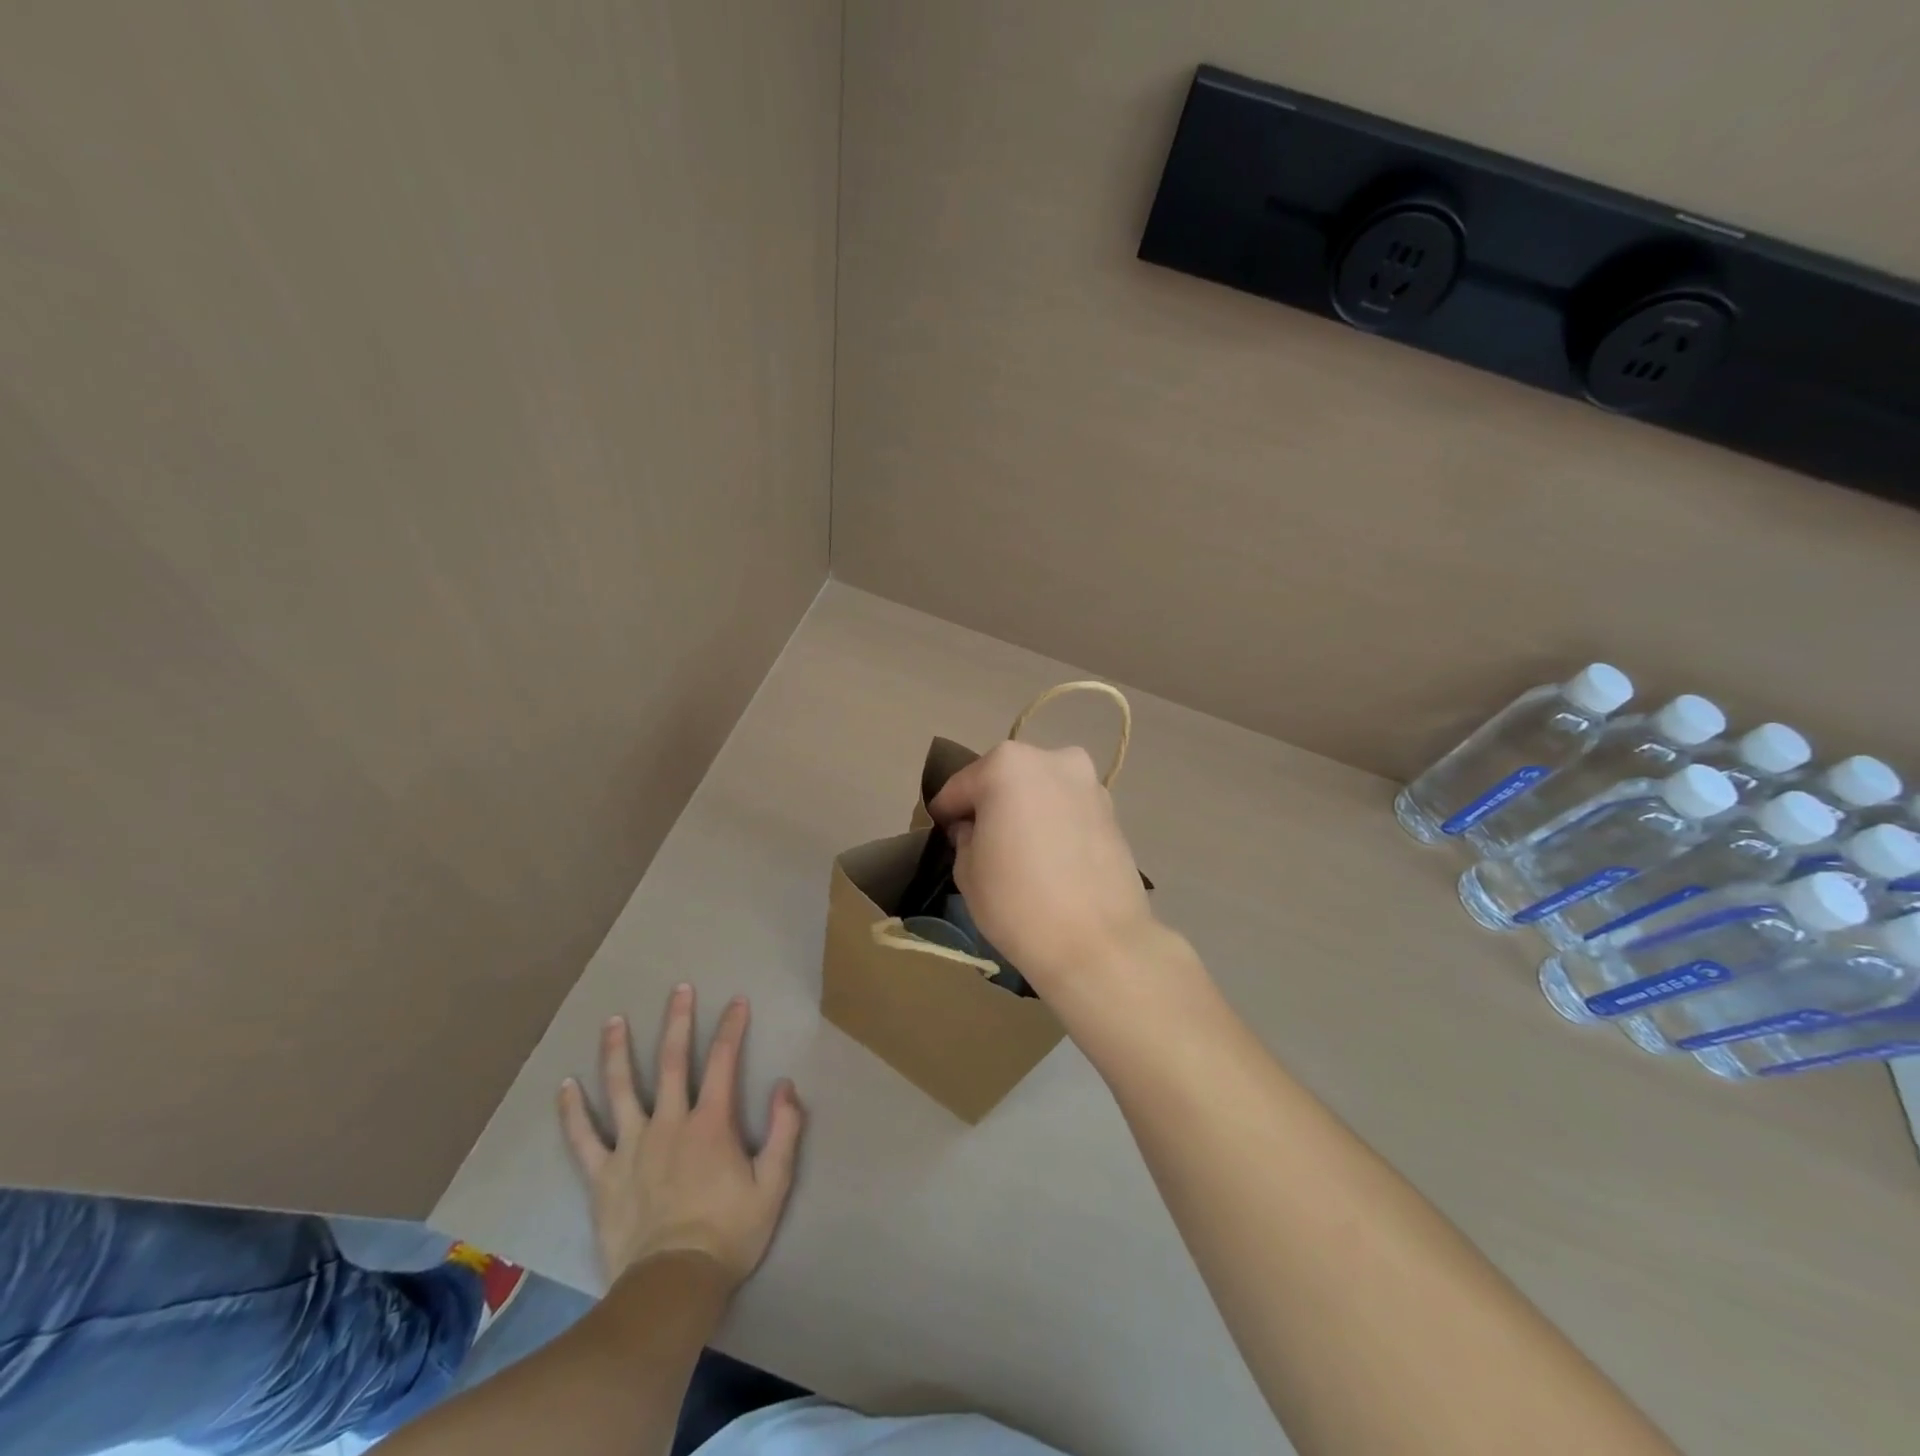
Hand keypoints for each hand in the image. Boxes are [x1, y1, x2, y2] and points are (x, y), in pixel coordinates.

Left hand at [557, 986, 803, 1291]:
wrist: (672, 1287)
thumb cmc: (728, 1234)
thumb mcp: (774, 1184)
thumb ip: (784, 1131)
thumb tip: (785, 1085)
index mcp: (710, 1123)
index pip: (723, 1061)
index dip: (732, 1027)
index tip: (736, 1001)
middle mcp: (669, 1122)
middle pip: (671, 1061)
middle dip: (677, 1021)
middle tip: (679, 989)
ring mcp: (631, 1147)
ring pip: (621, 1088)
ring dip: (617, 1051)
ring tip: (614, 1020)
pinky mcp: (603, 1176)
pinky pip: (583, 1139)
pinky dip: (573, 1112)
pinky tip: (565, 1086)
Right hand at [928, 740, 1156, 994]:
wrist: (1098, 944)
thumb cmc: (1018, 903)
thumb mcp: (967, 871)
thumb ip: (965, 838)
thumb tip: (974, 829)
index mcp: (1006, 765)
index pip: (960, 786)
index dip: (946, 813)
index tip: (940, 833)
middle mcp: (1051, 759)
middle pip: (1005, 779)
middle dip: (990, 805)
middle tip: (979, 840)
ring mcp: (1088, 783)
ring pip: (1041, 791)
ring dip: (1026, 811)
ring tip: (1018, 850)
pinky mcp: (1112, 811)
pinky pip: (1068, 810)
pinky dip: (1054, 824)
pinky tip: (1048, 857)